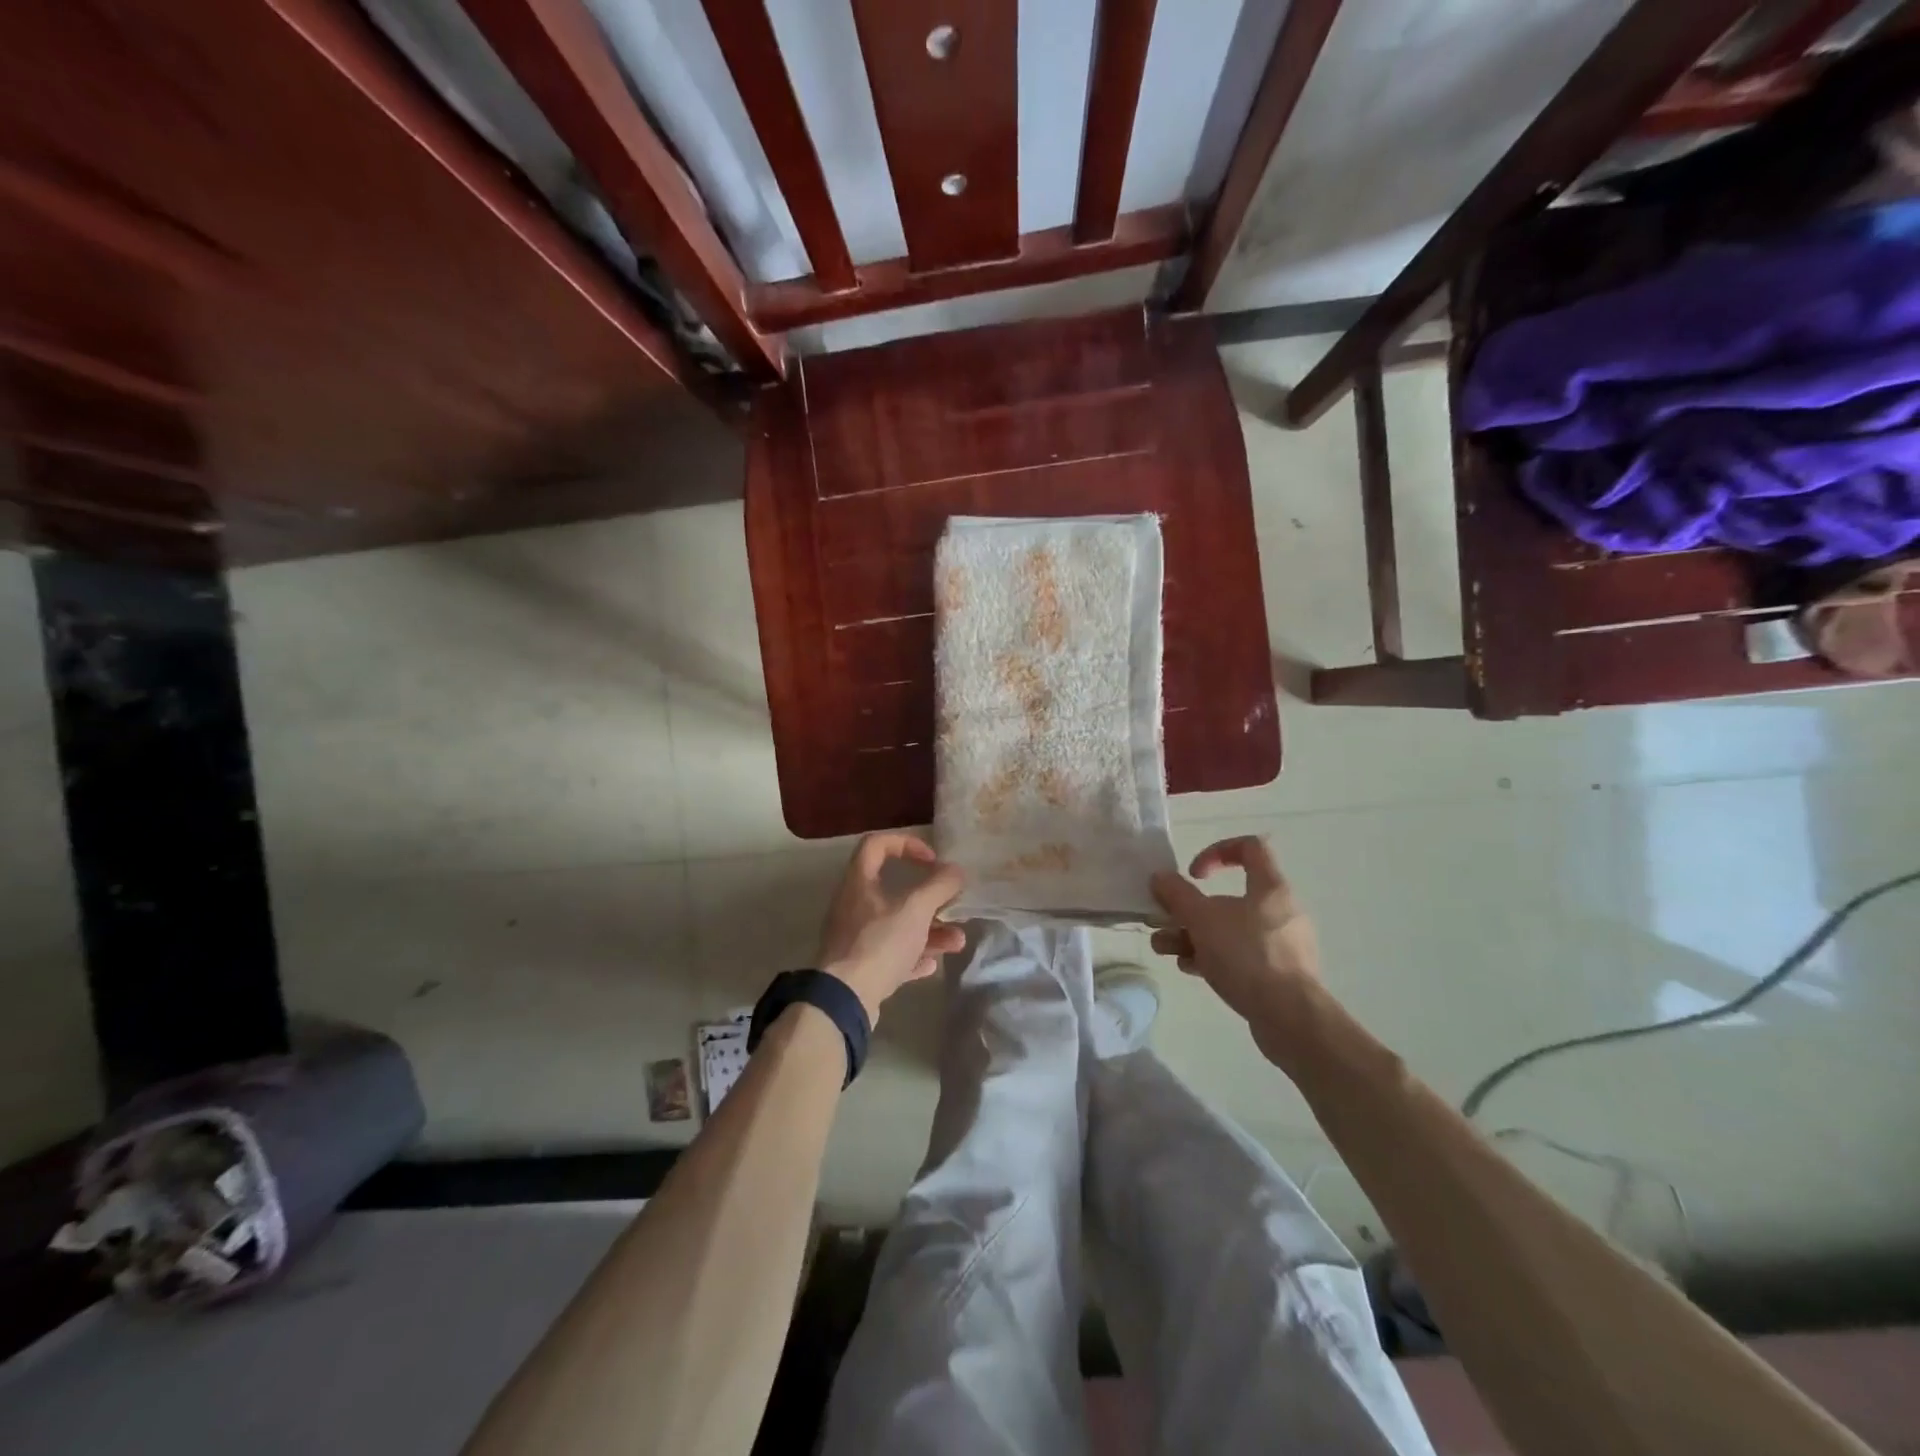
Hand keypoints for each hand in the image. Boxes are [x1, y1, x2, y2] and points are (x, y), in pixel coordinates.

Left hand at [818, 833, 966, 1023]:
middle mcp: (854, 905)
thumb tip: (956, 871)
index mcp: (859, 882)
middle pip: (893, 890)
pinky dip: (913, 955)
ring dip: (929, 931)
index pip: (877, 844)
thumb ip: (939, 886)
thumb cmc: (879, 942)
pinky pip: (891, 954)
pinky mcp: (860, 967)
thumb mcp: (916, 909)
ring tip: (956, 942)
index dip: (906, 843)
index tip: (932, 860)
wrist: (844, 999)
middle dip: (929, 898)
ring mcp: (855, 938)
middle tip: (950, 905)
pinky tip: (932, 964)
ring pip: (897, 925)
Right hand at [1150, 836, 1321, 1057]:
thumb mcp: (1202, 919)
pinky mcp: (1276, 974)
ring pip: (1228, 930)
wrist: (1290, 1018)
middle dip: (1189, 909)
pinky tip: (1190, 969)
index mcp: (1270, 888)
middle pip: (1228, 897)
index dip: (1216, 851)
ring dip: (1192, 935)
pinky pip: (1238, 956)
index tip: (1193, 874)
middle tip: (1164, 920)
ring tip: (1164, 949)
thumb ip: (1177, 894)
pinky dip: (1212, 957)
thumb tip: (1160, 877)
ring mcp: (1280, 945)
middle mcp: (1279, 911)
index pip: (1250, 848)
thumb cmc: (1247, 955)